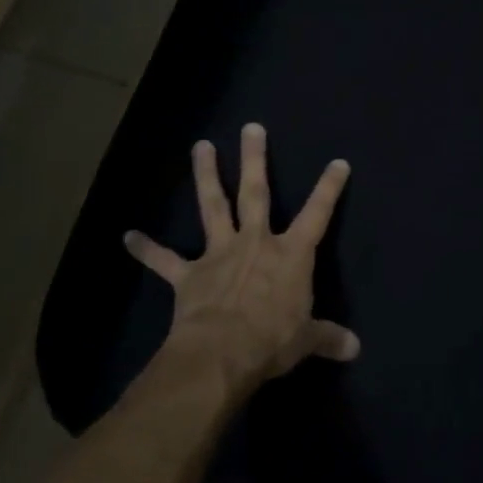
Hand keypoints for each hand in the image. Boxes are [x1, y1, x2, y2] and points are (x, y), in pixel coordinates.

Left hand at [126, 123, 358, 391]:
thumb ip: (328, 337)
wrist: (220, 354)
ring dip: (206, 176)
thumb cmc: (271, 341)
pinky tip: (128, 236)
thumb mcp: (306, 340)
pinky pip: (164, 260)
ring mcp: (218, 255)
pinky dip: (147, 249)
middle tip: (250, 128)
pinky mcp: (189, 275)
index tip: (337, 162)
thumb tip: (355, 349)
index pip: (317, 214)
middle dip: (254, 159)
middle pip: (256, 192)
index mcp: (290, 255)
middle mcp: (254, 243)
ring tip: (201, 146)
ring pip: (213, 206)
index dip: (329, 188)